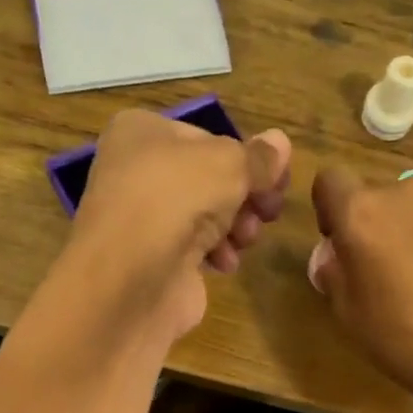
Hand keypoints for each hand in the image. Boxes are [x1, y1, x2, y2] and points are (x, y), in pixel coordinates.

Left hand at [66, 109, 290, 341]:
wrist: (131, 279)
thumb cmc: (176, 200)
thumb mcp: (229, 165)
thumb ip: (258, 157)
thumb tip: (281, 143)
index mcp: (141, 132)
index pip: (206, 138)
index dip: (244, 158)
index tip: (276, 180)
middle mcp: (136, 171)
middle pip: (207, 179)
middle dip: (244, 197)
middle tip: (269, 212)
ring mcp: (142, 219)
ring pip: (204, 215)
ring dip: (235, 227)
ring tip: (246, 240)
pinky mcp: (152, 261)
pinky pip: (193, 249)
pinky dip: (215, 254)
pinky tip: (225, 264)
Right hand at [310, 166, 412, 396]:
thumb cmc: (402, 334)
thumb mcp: (348, 314)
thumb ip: (334, 275)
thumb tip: (334, 259)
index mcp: (364, 212)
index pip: (331, 181)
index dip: (330, 209)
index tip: (339, 241)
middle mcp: (409, 192)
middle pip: (382, 197)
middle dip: (380, 225)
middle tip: (387, 270)